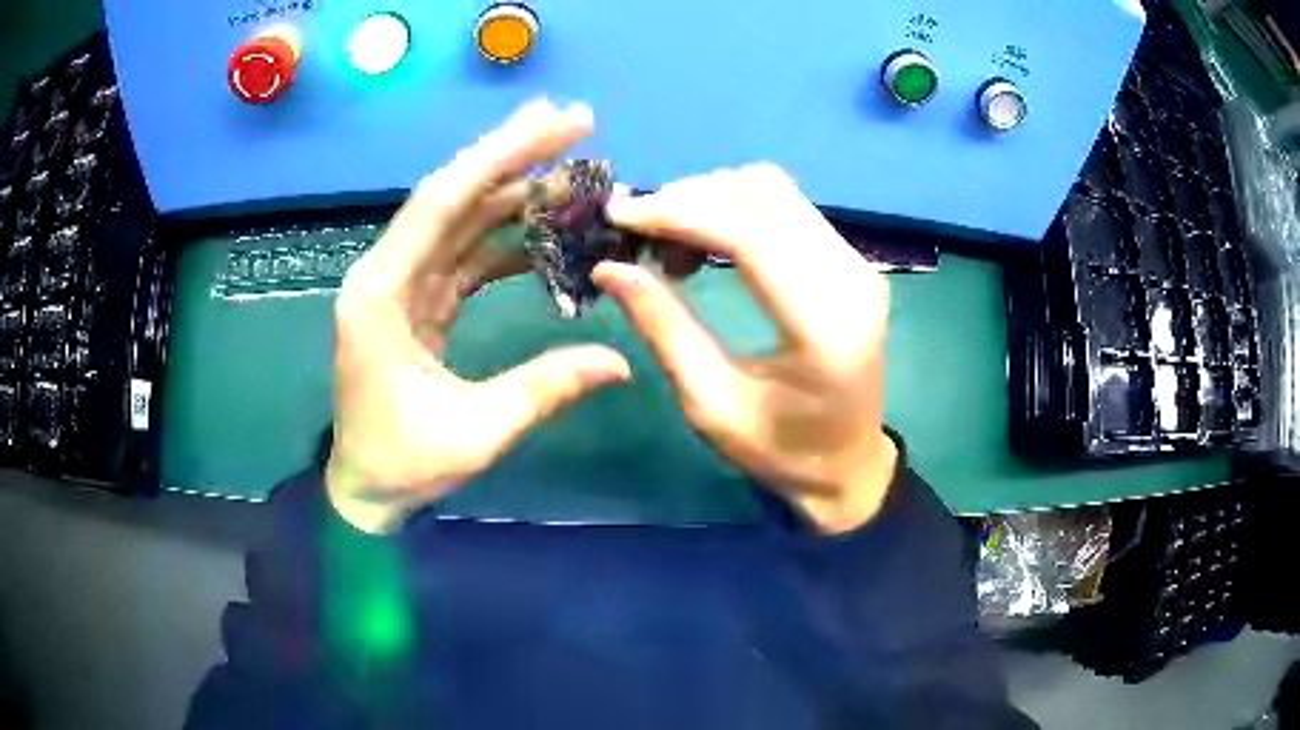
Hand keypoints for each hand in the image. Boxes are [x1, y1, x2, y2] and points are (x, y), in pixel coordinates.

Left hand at [327, 100, 631, 532]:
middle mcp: (384, 274)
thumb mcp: (476, 432)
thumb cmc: (404, 463)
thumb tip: (621, 362)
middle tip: (575, 122)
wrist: (365, 489)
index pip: (441, 204)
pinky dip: (505, 239)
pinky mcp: (417, 301)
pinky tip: (545, 231)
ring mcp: (400, 285)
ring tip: (573, 173)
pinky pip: (464, 254)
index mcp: (380, 294)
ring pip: (460, 220)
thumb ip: (545, 389)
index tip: (554, 123)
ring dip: (513, 192)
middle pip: (452, 196)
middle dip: (513, 156)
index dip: (499, 156)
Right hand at [595, 165, 896, 533]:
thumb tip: (610, 267)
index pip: (752, 237)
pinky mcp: (851, 260)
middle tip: (637, 234)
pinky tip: (705, 241)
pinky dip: (735, 208)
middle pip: (765, 196)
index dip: (680, 215)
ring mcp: (858, 265)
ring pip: (775, 191)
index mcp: (824, 328)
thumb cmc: (780, 451)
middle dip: (690, 199)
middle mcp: (852, 280)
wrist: (847, 463)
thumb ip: (665, 329)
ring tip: (669, 245)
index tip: (619, 216)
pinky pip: (787, 207)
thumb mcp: (711, 404)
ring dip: (712, 199)